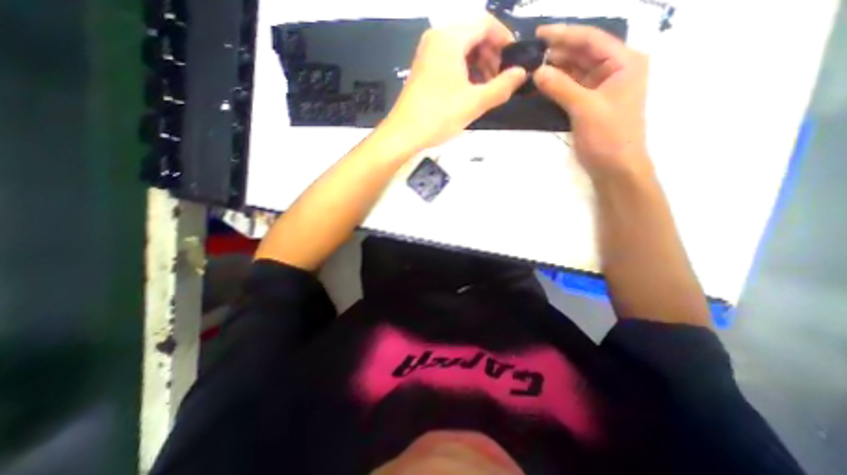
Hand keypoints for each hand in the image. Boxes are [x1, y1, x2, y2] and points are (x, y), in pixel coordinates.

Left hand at [385, 16, 527, 150]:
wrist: (403, 135)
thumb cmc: (438, 116)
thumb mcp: (474, 103)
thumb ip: (501, 86)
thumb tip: (522, 74)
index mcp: (449, 39)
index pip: (485, 24)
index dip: (504, 40)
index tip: (514, 61)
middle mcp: (436, 39)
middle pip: (472, 35)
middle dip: (491, 55)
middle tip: (500, 80)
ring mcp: (427, 54)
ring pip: (461, 50)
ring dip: (478, 65)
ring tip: (486, 89)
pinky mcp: (423, 70)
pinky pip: (449, 62)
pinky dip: (463, 72)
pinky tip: (469, 91)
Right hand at [531, 27, 649, 180]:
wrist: (615, 167)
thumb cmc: (608, 136)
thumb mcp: (584, 108)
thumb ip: (561, 87)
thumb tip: (537, 71)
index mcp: (624, 62)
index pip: (591, 39)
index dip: (565, 34)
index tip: (539, 33)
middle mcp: (614, 70)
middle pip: (583, 53)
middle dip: (558, 52)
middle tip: (530, 53)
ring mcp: (601, 88)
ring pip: (575, 71)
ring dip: (555, 69)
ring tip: (531, 67)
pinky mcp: (589, 104)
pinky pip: (571, 88)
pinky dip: (557, 86)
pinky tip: (541, 84)